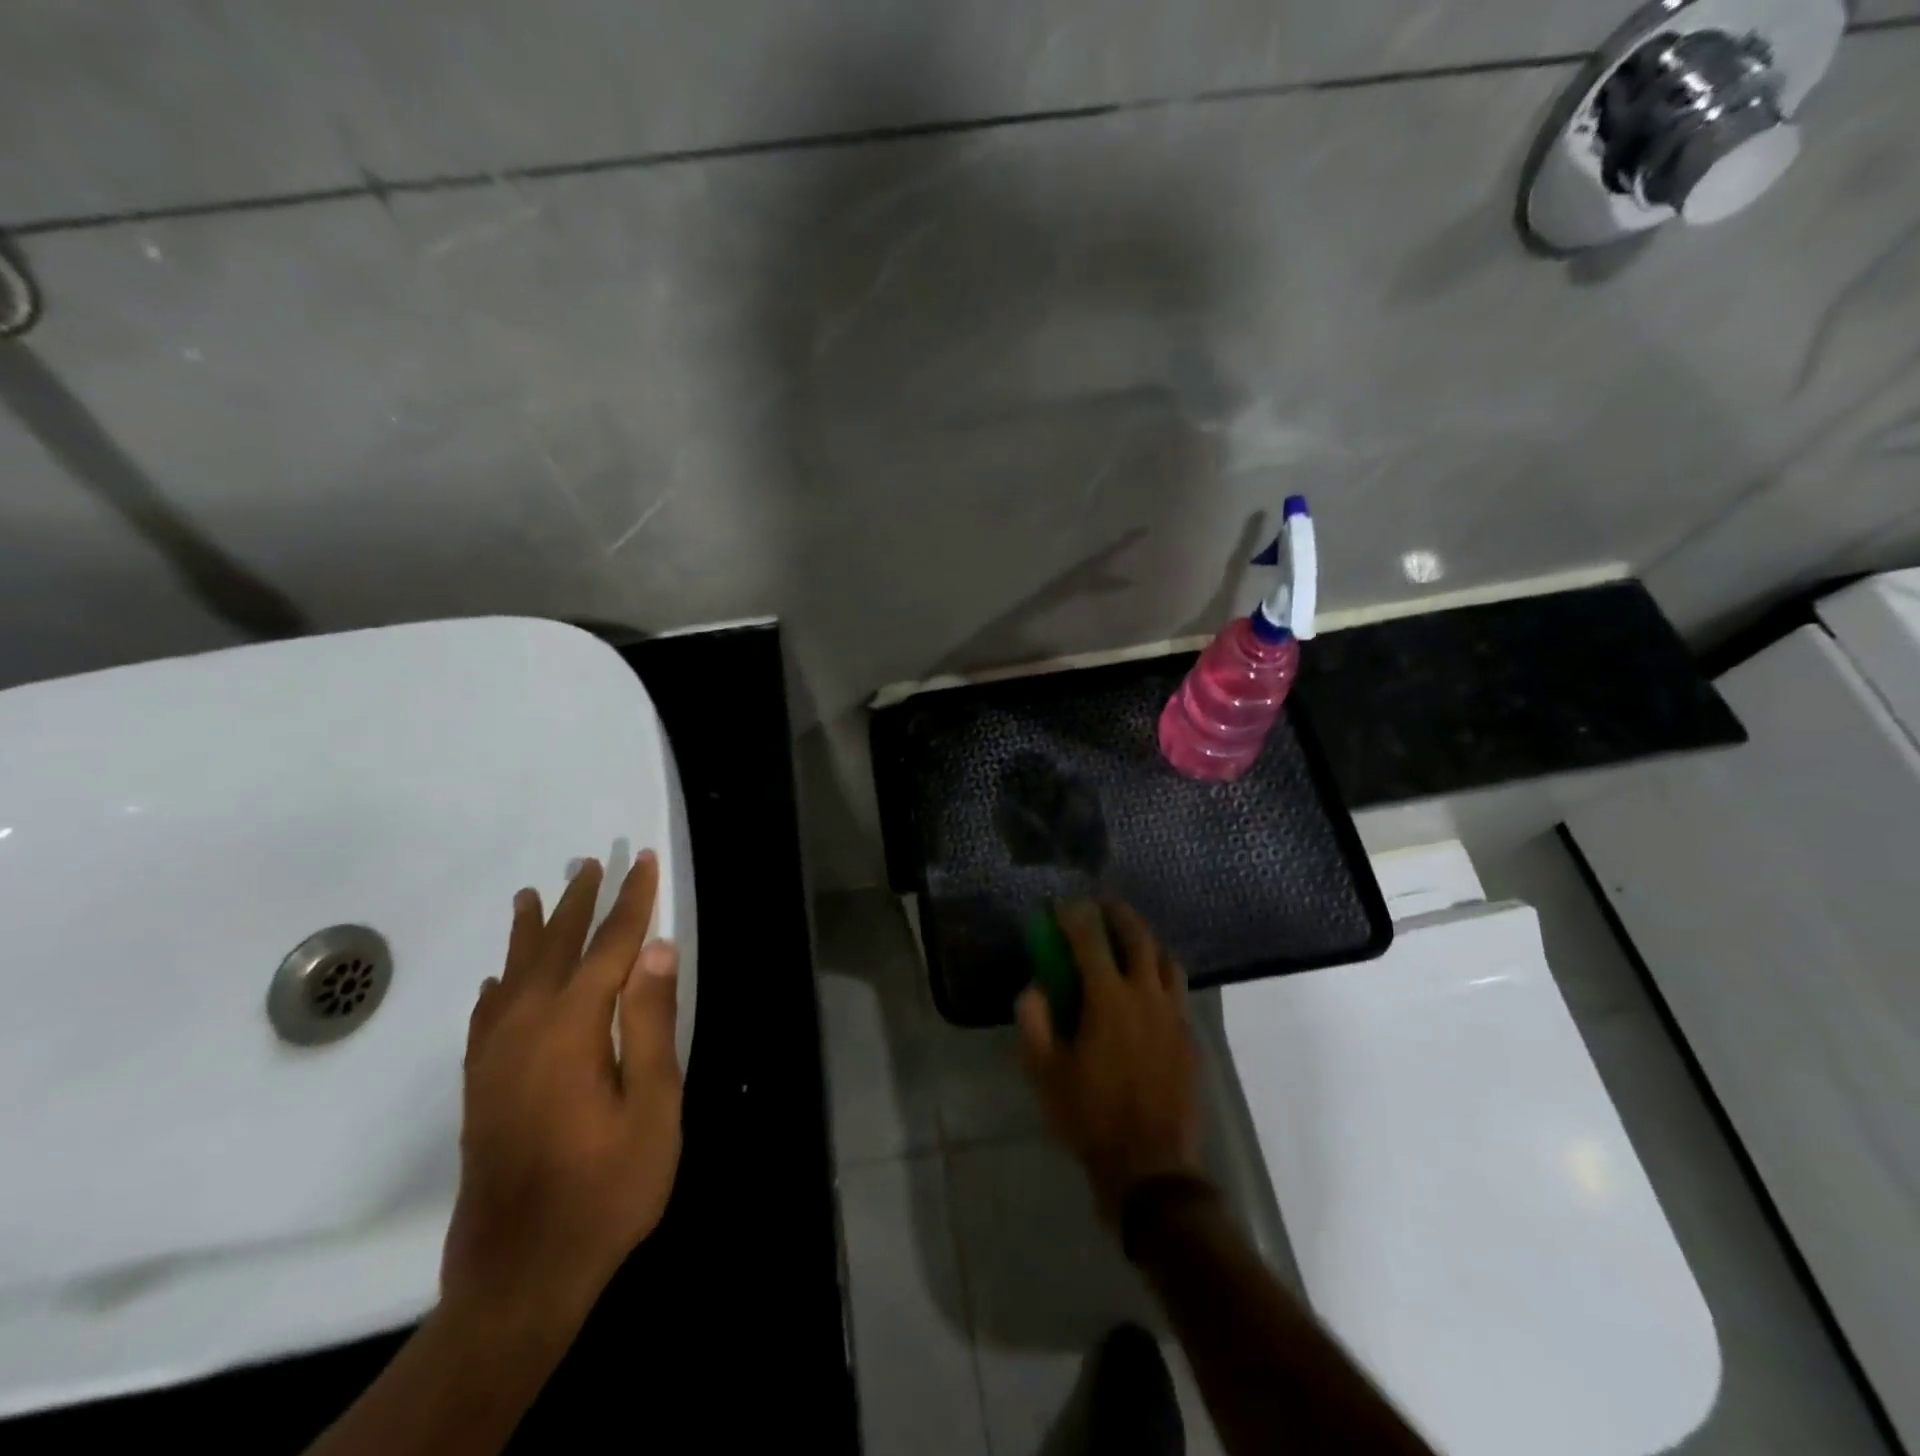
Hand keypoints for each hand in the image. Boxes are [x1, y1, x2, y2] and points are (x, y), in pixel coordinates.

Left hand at [441, 852, 682, 1333]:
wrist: (521, 1273)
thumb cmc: (607, 1186)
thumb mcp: (654, 1104)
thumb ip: (651, 1021)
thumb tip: (656, 949)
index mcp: (571, 1028)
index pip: (609, 947)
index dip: (630, 902)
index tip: (644, 862)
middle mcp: (524, 1029)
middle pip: (555, 948)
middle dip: (578, 903)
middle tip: (591, 862)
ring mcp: (493, 1058)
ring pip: (513, 974)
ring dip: (530, 931)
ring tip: (534, 894)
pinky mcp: (480, 1086)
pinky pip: (486, 1013)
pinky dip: (496, 983)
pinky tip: (498, 977)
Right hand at [1017, 900, 1202, 1221]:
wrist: (1149, 1166)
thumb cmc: (1088, 1116)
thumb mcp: (1044, 1072)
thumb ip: (1034, 1021)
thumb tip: (1035, 987)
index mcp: (1108, 999)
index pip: (1090, 940)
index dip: (1074, 916)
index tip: (1063, 905)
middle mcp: (1146, 996)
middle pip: (1138, 937)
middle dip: (1118, 915)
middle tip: (1103, 907)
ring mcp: (1174, 1016)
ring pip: (1166, 960)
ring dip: (1146, 942)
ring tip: (1130, 944)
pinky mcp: (1190, 1038)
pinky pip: (1178, 992)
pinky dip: (1161, 977)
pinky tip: (1149, 992)